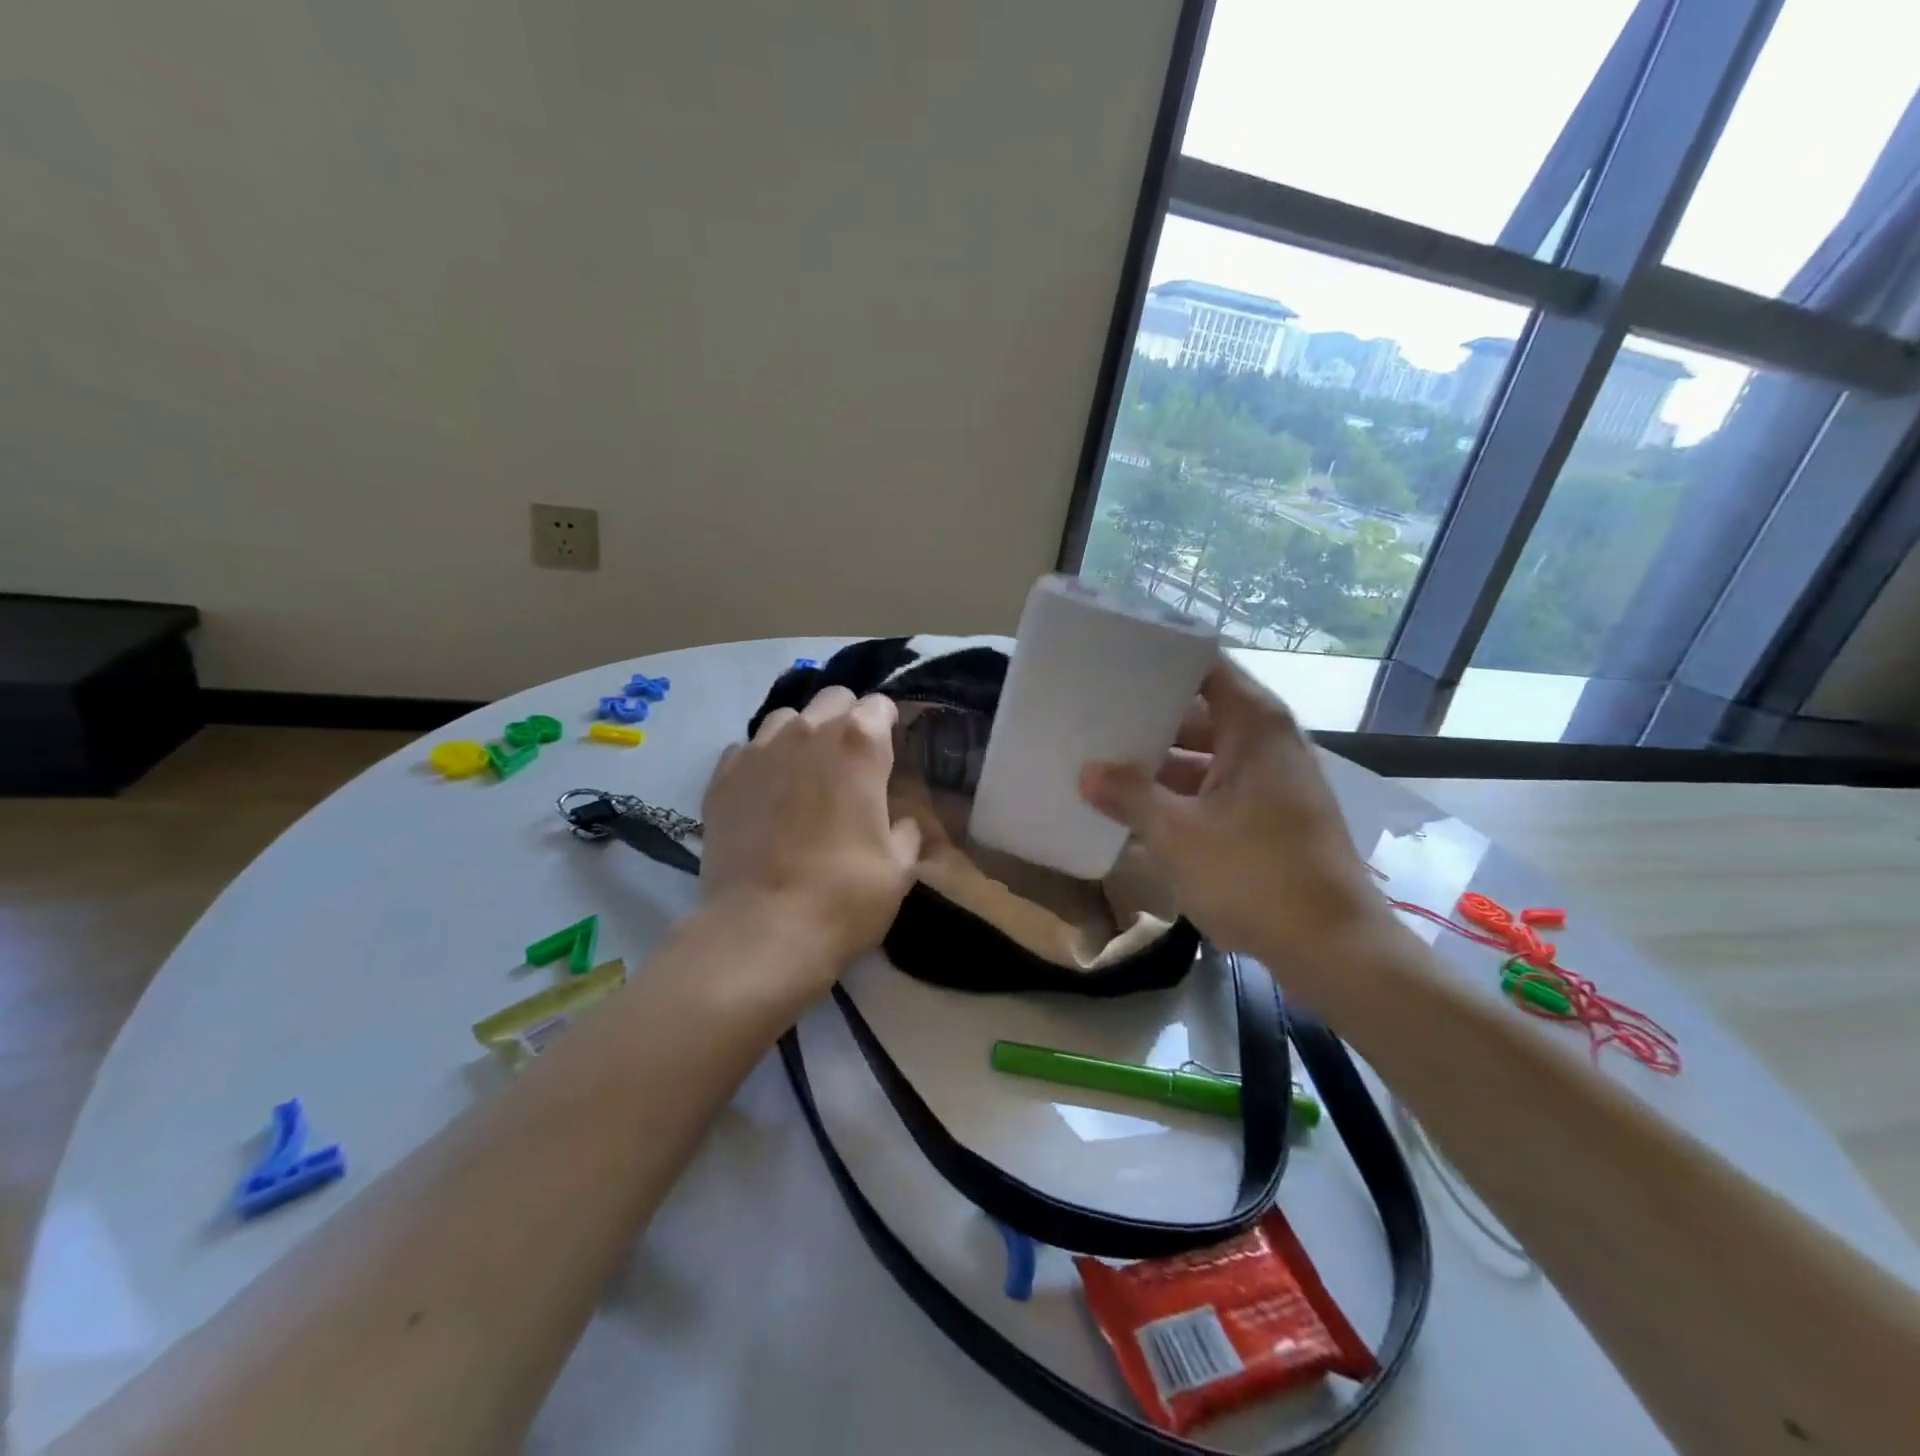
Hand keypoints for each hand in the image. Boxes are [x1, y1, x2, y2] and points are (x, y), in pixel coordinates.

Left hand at [700, 686, 923, 978]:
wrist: (761, 931)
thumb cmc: (845, 897)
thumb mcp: (899, 867)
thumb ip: (905, 829)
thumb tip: (898, 819)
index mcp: (859, 744)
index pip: (879, 705)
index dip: (888, 726)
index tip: (888, 754)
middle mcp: (807, 732)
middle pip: (832, 698)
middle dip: (846, 719)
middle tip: (850, 762)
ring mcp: (758, 750)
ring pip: (786, 718)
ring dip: (802, 736)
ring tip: (804, 773)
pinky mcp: (721, 776)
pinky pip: (747, 749)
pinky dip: (762, 761)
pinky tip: (766, 794)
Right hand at [1079, 659, 1393, 967]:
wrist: (1334, 950)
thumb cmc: (1255, 876)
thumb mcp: (1177, 835)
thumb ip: (1129, 797)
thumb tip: (1088, 772)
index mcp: (1255, 728)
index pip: (1205, 667)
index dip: (1161, 660)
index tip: (1114, 662)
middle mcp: (1269, 744)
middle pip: (1202, 713)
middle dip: (1150, 718)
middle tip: (1096, 717)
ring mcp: (1273, 783)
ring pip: (1208, 756)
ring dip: (1163, 764)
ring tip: (1107, 763)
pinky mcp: (1272, 818)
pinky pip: (1218, 789)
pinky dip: (1183, 794)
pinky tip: (1140, 809)